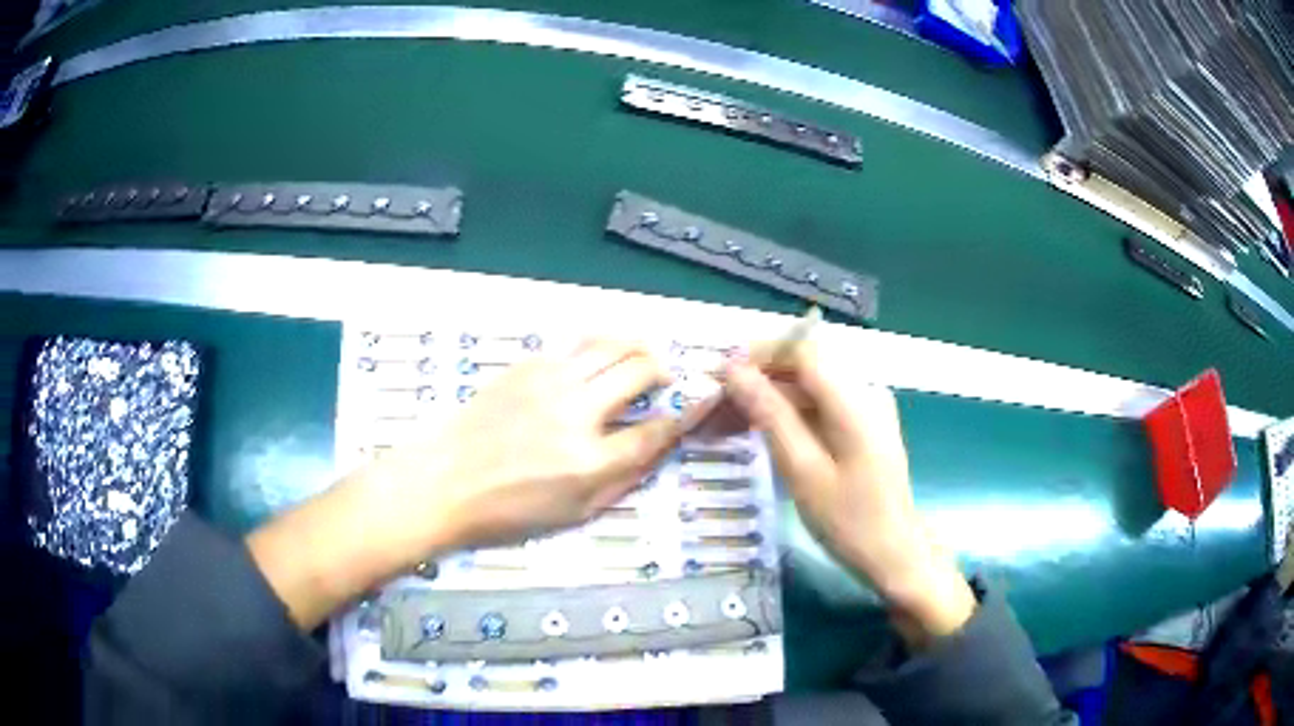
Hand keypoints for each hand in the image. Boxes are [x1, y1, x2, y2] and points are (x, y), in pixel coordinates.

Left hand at [248, 339, 691, 628]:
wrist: (441, 481)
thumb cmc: (506, 512)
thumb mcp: (573, 514)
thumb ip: (621, 480)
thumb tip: (655, 447)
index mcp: (590, 461)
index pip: (657, 428)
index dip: (690, 410)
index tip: (706, 396)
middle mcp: (576, 413)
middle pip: (641, 371)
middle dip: (666, 372)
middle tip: (665, 381)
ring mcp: (550, 382)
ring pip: (612, 344)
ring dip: (637, 348)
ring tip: (641, 359)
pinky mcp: (527, 365)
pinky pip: (577, 345)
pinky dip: (600, 348)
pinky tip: (597, 362)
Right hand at [722, 345, 975, 647]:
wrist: (894, 554)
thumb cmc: (849, 520)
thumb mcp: (802, 470)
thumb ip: (769, 414)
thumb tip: (734, 370)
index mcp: (855, 398)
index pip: (801, 351)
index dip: (757, 356)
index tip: (718, 377)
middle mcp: (864, 391)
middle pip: (803, 368)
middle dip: (757, 381)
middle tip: (713, 408)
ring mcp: (867, 408)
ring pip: (807, 388)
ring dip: (767, 400)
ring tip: (725, 424)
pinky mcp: (863, 426)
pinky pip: (818, 407)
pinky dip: (787, 416)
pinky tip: (758, 435)